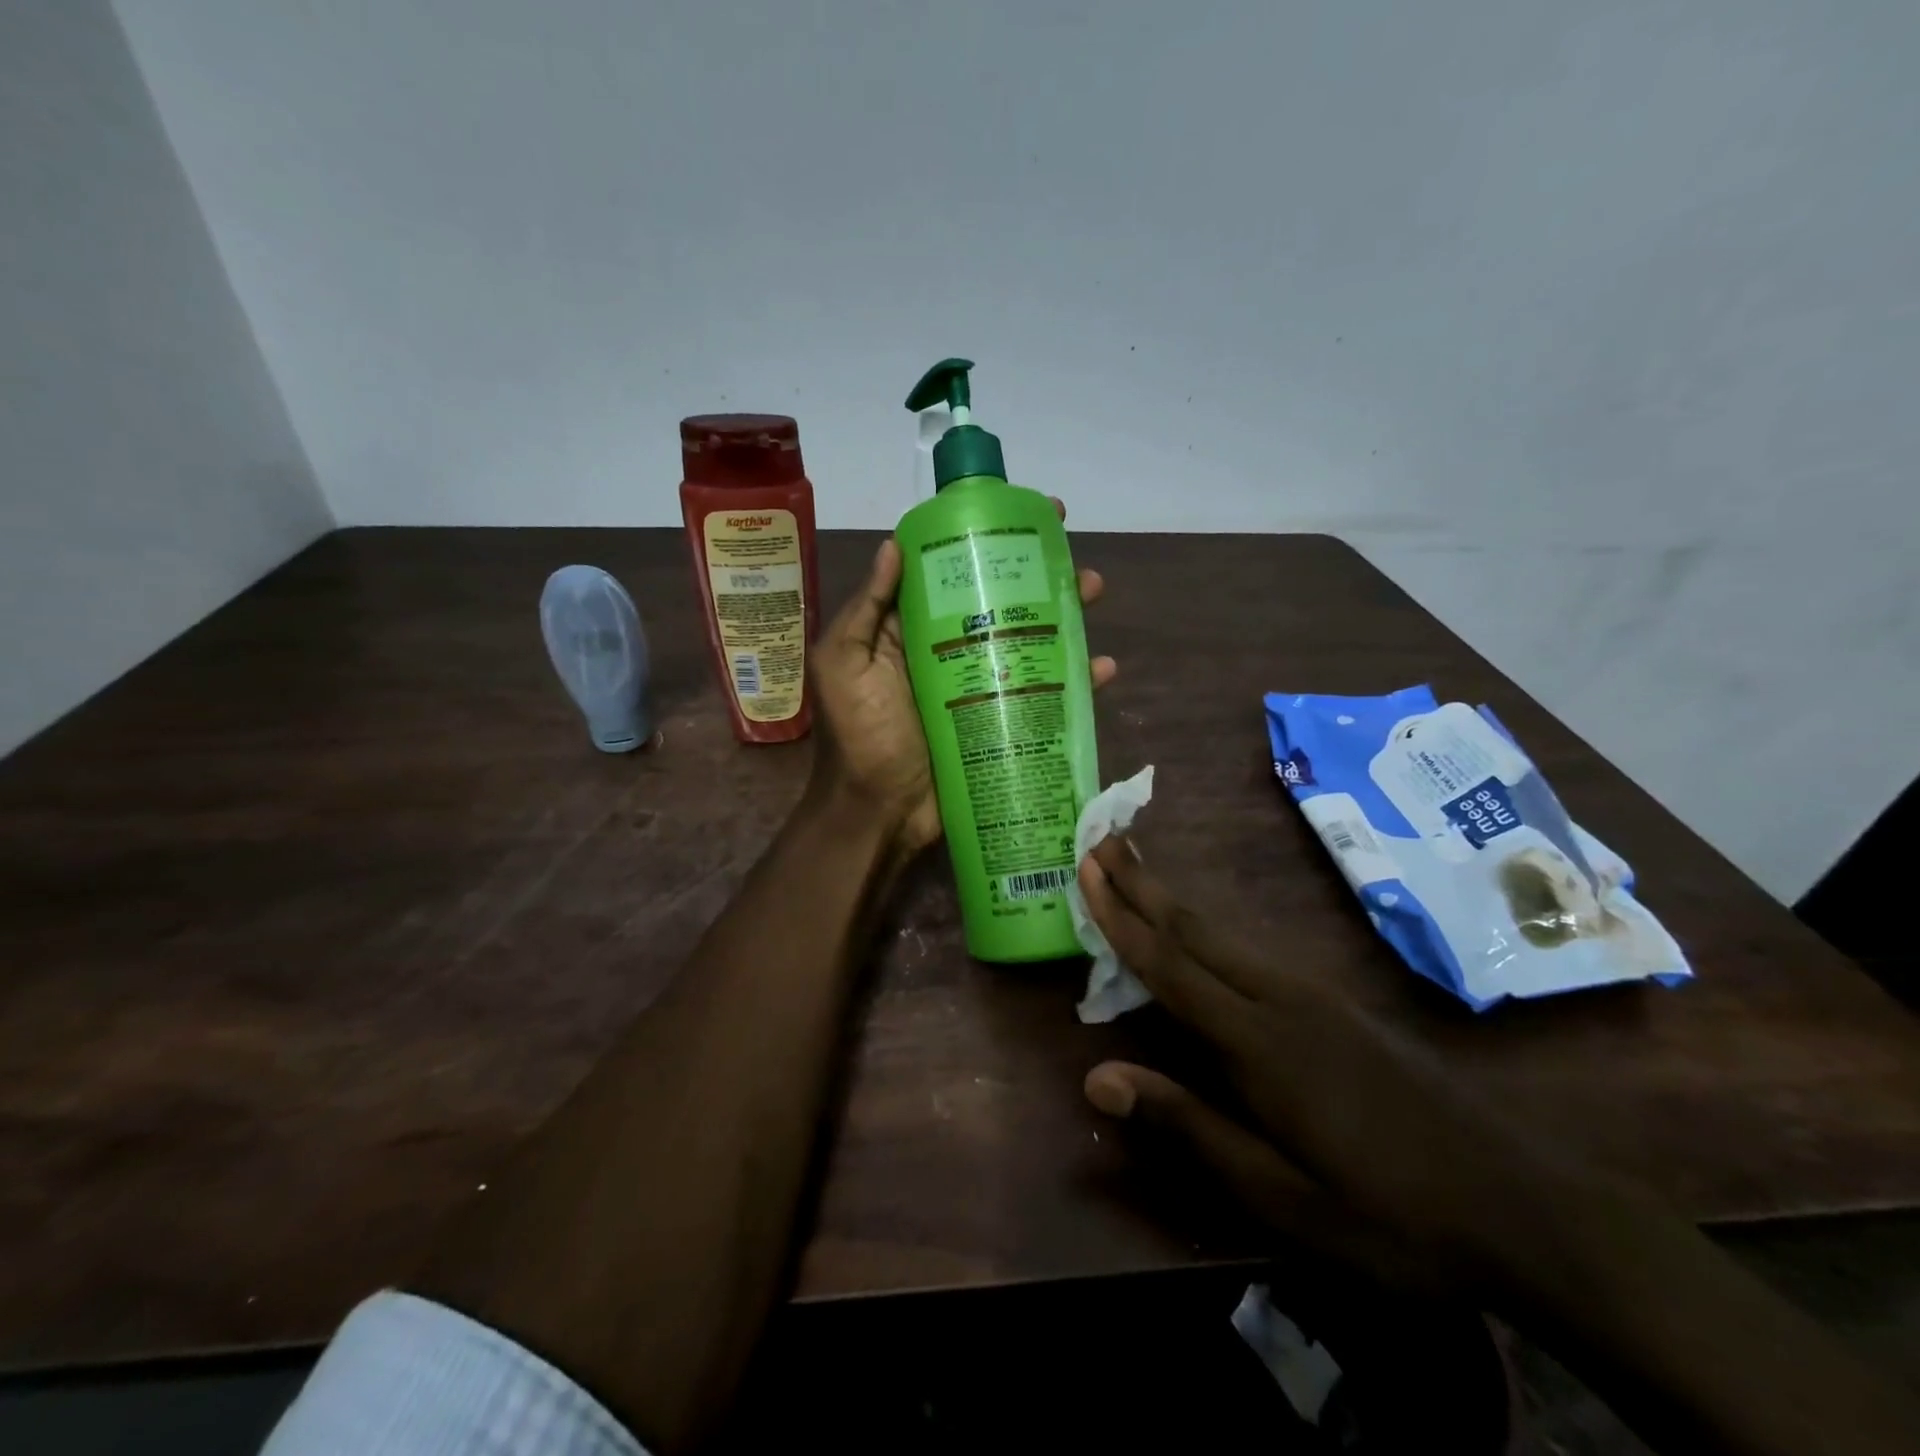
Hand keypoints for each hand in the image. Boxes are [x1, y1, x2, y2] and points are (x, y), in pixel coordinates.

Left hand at [808, 500, 1114, 856]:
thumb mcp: (844, 665)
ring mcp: (978, 686)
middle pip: (998, 601)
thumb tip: (895, 544)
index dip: (984, 541)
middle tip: (1070, 553)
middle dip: (1035, 574)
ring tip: (1091, 593)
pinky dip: (1073, 681)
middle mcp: (948, 650)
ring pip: (1026, 640)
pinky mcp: (1000, 721)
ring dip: (1062, 615)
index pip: (951, 573)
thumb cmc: (860, 737)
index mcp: (910, 630)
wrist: (878, 813)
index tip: (1022, 514)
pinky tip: (1100, 668)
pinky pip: (1041, 693)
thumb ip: (867, 609)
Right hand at [1076, 837, 1606, 1298]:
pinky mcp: (1335, 1002)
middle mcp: (1280, 997)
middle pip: (1196, 928)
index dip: (1120, 916)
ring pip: (1225, 933)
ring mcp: (1313, 994)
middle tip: (1102, 837)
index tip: (1087, 868)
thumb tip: (1097, 1075)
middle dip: (1142, 883)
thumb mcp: (1280, 1193)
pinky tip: (1203, 931)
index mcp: (1257, 1041)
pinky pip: (1251, 950)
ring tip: (1137, 869)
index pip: (1169, 965)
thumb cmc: (1389, 1213)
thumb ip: (1186, 1124)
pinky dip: (1208, 927)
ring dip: (1173, 899)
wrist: (1523, 1206)